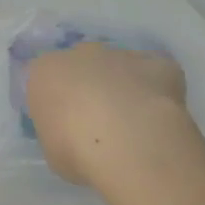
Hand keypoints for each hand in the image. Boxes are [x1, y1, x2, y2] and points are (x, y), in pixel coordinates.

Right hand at [23, 42, 191, 187]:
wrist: (128, 143)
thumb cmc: (77, 151)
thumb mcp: (52, 150)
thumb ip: (59, 131)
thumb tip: (73, 134)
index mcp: (46, 72)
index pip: (45, 79)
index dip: (56, 102)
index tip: (64, 126)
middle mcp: (82, 53)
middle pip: (83, 66)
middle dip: (89, 87)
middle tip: (98, 122)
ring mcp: (122, 55)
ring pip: (120, 66)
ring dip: (122, 87)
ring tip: (132, 124)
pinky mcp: (158, 63)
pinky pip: (155, 73)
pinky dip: (156, 89)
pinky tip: (159, 116)